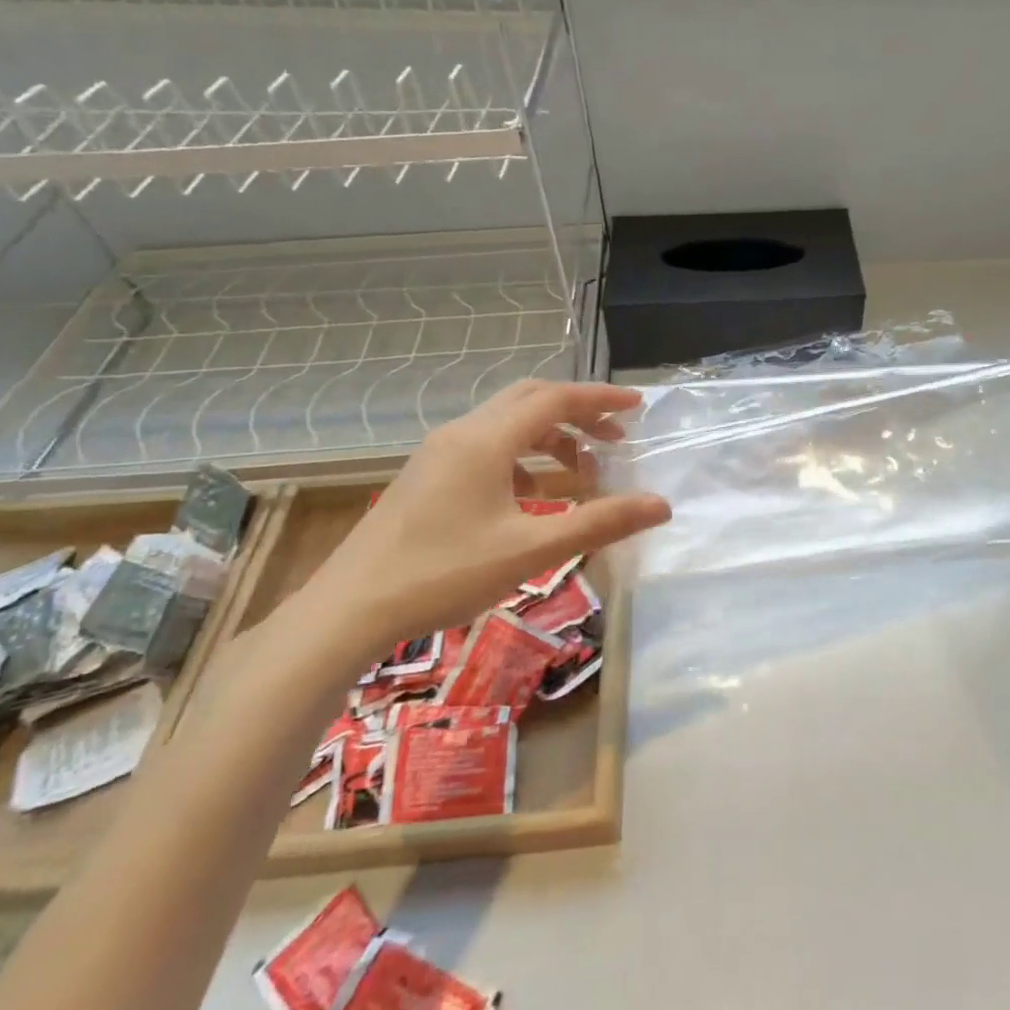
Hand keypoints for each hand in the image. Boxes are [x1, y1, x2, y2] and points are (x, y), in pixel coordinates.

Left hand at [274, 381, 670, 670]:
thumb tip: (661, 505)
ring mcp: (437, 454)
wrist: (347, 610)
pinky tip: (530, 493)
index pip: (555, 399)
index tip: (638, 406)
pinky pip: (485, 446)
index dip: (600, 399)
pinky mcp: (425, 476)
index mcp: (487, 440)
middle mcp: (462, 433)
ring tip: (582, 468)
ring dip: (549, 434)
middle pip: (529, 400)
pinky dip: (521, 455)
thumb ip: (600, 523)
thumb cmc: (444, 574)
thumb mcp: (531, 550)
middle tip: (616, 434)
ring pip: (505, 423)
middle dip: (577, 411)